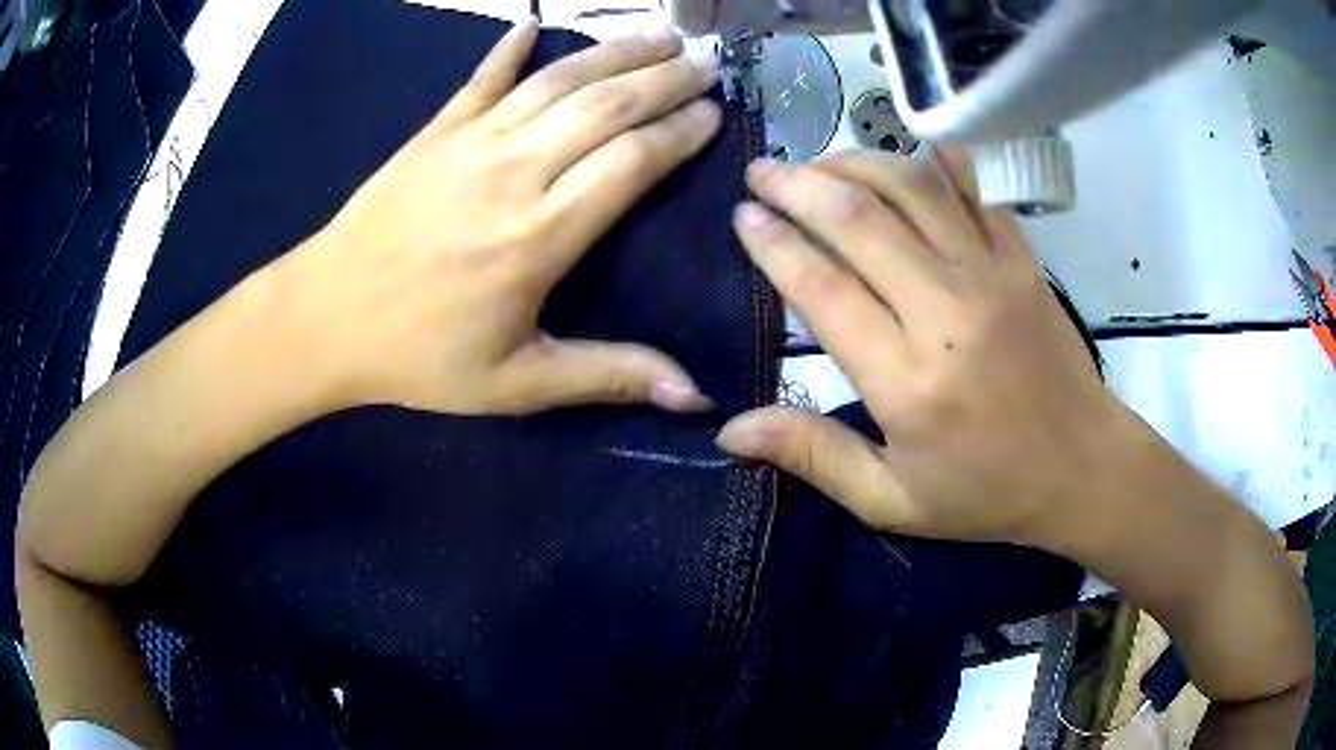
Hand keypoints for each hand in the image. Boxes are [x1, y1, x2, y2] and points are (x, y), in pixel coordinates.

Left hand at [278, 20, 719, 414]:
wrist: (323, 319)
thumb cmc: (418, 357)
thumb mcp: (516, 383)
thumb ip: (608, 376)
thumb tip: (696, 398)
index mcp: (540, 236)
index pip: (632, 162)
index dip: (679, 132)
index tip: (713, 115)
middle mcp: (514, 172)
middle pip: (605, 106)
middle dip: (664, 80)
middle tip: (703, 65)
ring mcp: (470, 143)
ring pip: (557, 81)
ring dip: (613, 52)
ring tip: (659, 35)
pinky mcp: (433, 132)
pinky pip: (481, 79)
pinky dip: (510, 48)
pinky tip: (533, 24)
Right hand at [717, 150, 1139, 546]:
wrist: (1082, 467)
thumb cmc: (986, 492)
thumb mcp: (892, 500)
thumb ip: (814, 457)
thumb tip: (729, 431)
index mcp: (909, 380)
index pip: (823, 287)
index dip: (775, 244)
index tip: (744, 215)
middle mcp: (947, 311)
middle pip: (860, 220)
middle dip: (799, 185)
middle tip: (763, 171)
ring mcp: (992, 274)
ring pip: (913, 188)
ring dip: (856, 162)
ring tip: (819, 160)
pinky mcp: (1023, 259)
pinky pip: (973, 190)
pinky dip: (935, 162)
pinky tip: (907, 154)